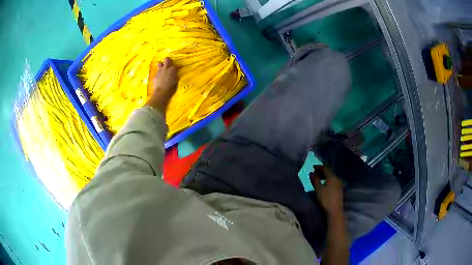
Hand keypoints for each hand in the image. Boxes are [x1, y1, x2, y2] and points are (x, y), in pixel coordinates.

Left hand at [146, 58, 177, 112]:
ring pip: (159, 63)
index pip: (175, 65)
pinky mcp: (155, 74)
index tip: (174, 70)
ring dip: (160, 65)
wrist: (162, 92)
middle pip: (166, 59)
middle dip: (167, 60)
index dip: (174, 67)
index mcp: (173, 69)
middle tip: (167, 63)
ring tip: (161, 69)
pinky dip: (158, 73)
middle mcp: (166, 68)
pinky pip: (156, 71)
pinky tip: (158, 77)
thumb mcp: (176, 81)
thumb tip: (174, 74)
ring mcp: (160, 71)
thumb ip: (175, 76)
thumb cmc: (171, 88)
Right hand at [310, 165, 343, 215]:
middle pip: (329, 172)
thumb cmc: (326, 198)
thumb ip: (315, 180)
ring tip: (319, 178)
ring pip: (331, 176)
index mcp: (332, 176)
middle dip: (322, 171)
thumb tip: (311, 173)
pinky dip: (328, 180)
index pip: (325, 168)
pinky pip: (333, 181)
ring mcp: (339, 183)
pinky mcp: (339, 188)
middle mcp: (337, 178)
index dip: (319, 167)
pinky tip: (324, 184)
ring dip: (325, 176)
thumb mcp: (318, 189)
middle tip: (315, 172)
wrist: (335, 209)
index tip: (313, 167)